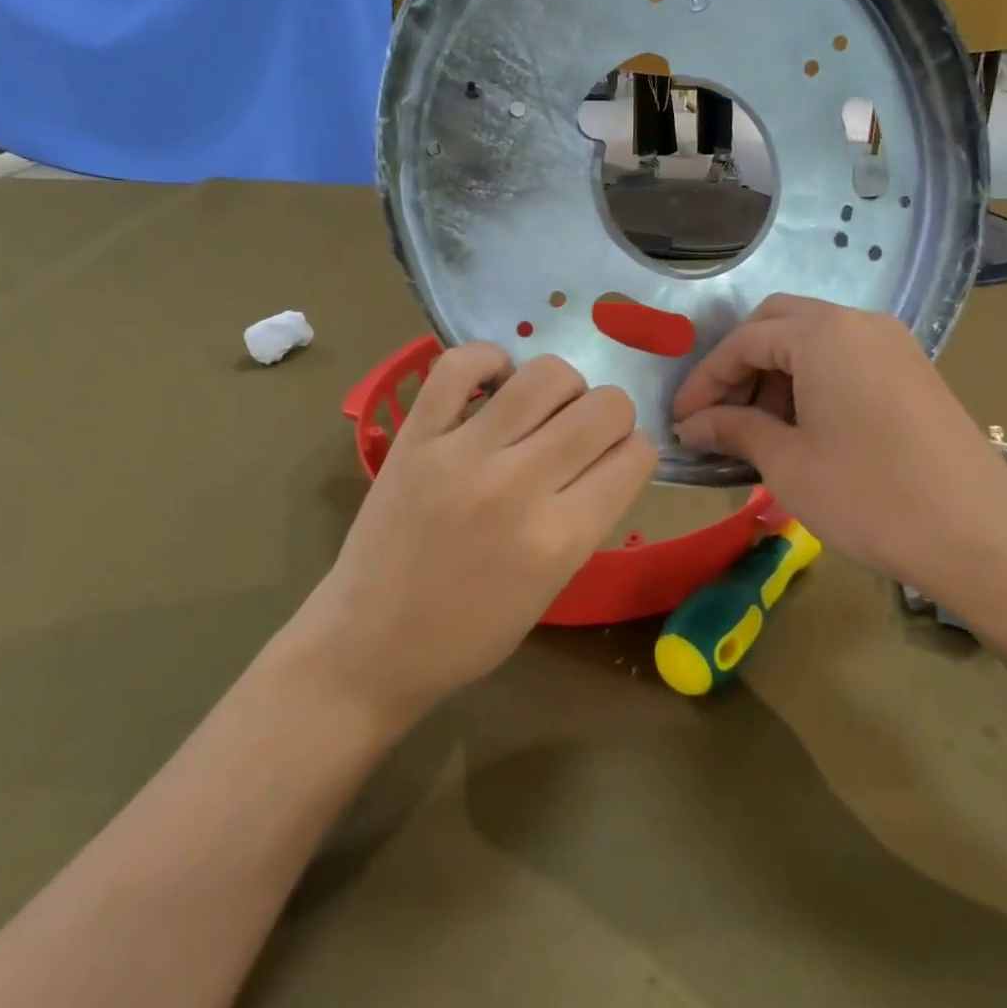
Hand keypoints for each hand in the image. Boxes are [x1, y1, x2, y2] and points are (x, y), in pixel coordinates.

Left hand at [285, 345, 656, 724]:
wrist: (370, 647)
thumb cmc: (469, 634)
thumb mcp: (552, 587)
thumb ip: (586, 518)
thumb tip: (606, 458)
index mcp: (560, 537)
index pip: (635, 456)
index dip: (636, 454)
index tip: (617, 462)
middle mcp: (519, 485)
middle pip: (605, 407)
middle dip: (612, 416)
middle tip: (585, 435)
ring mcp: (463, 454)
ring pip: (546, 375)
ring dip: (564, 386)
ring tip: (545, 409)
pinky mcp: (415, 436)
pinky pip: (458, 366)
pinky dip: (488, 360)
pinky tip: (495, 384)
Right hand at [672, 295, 1006, 628]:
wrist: (980, 537)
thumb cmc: (870, 497)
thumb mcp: (788, 464)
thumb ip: (734, 430)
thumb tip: (693, 424)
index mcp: (823, 335)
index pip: (744, 341)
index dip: (705, 380)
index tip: (682, 420)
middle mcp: (859, 323)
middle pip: (778, 325)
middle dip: (740, 366)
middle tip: (719, 415)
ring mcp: (893, 344)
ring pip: (814, 340)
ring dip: (776, 373)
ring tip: (757, 429)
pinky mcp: (912, 370)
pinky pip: (846, 358)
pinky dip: (812, 381)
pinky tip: (803, 427)